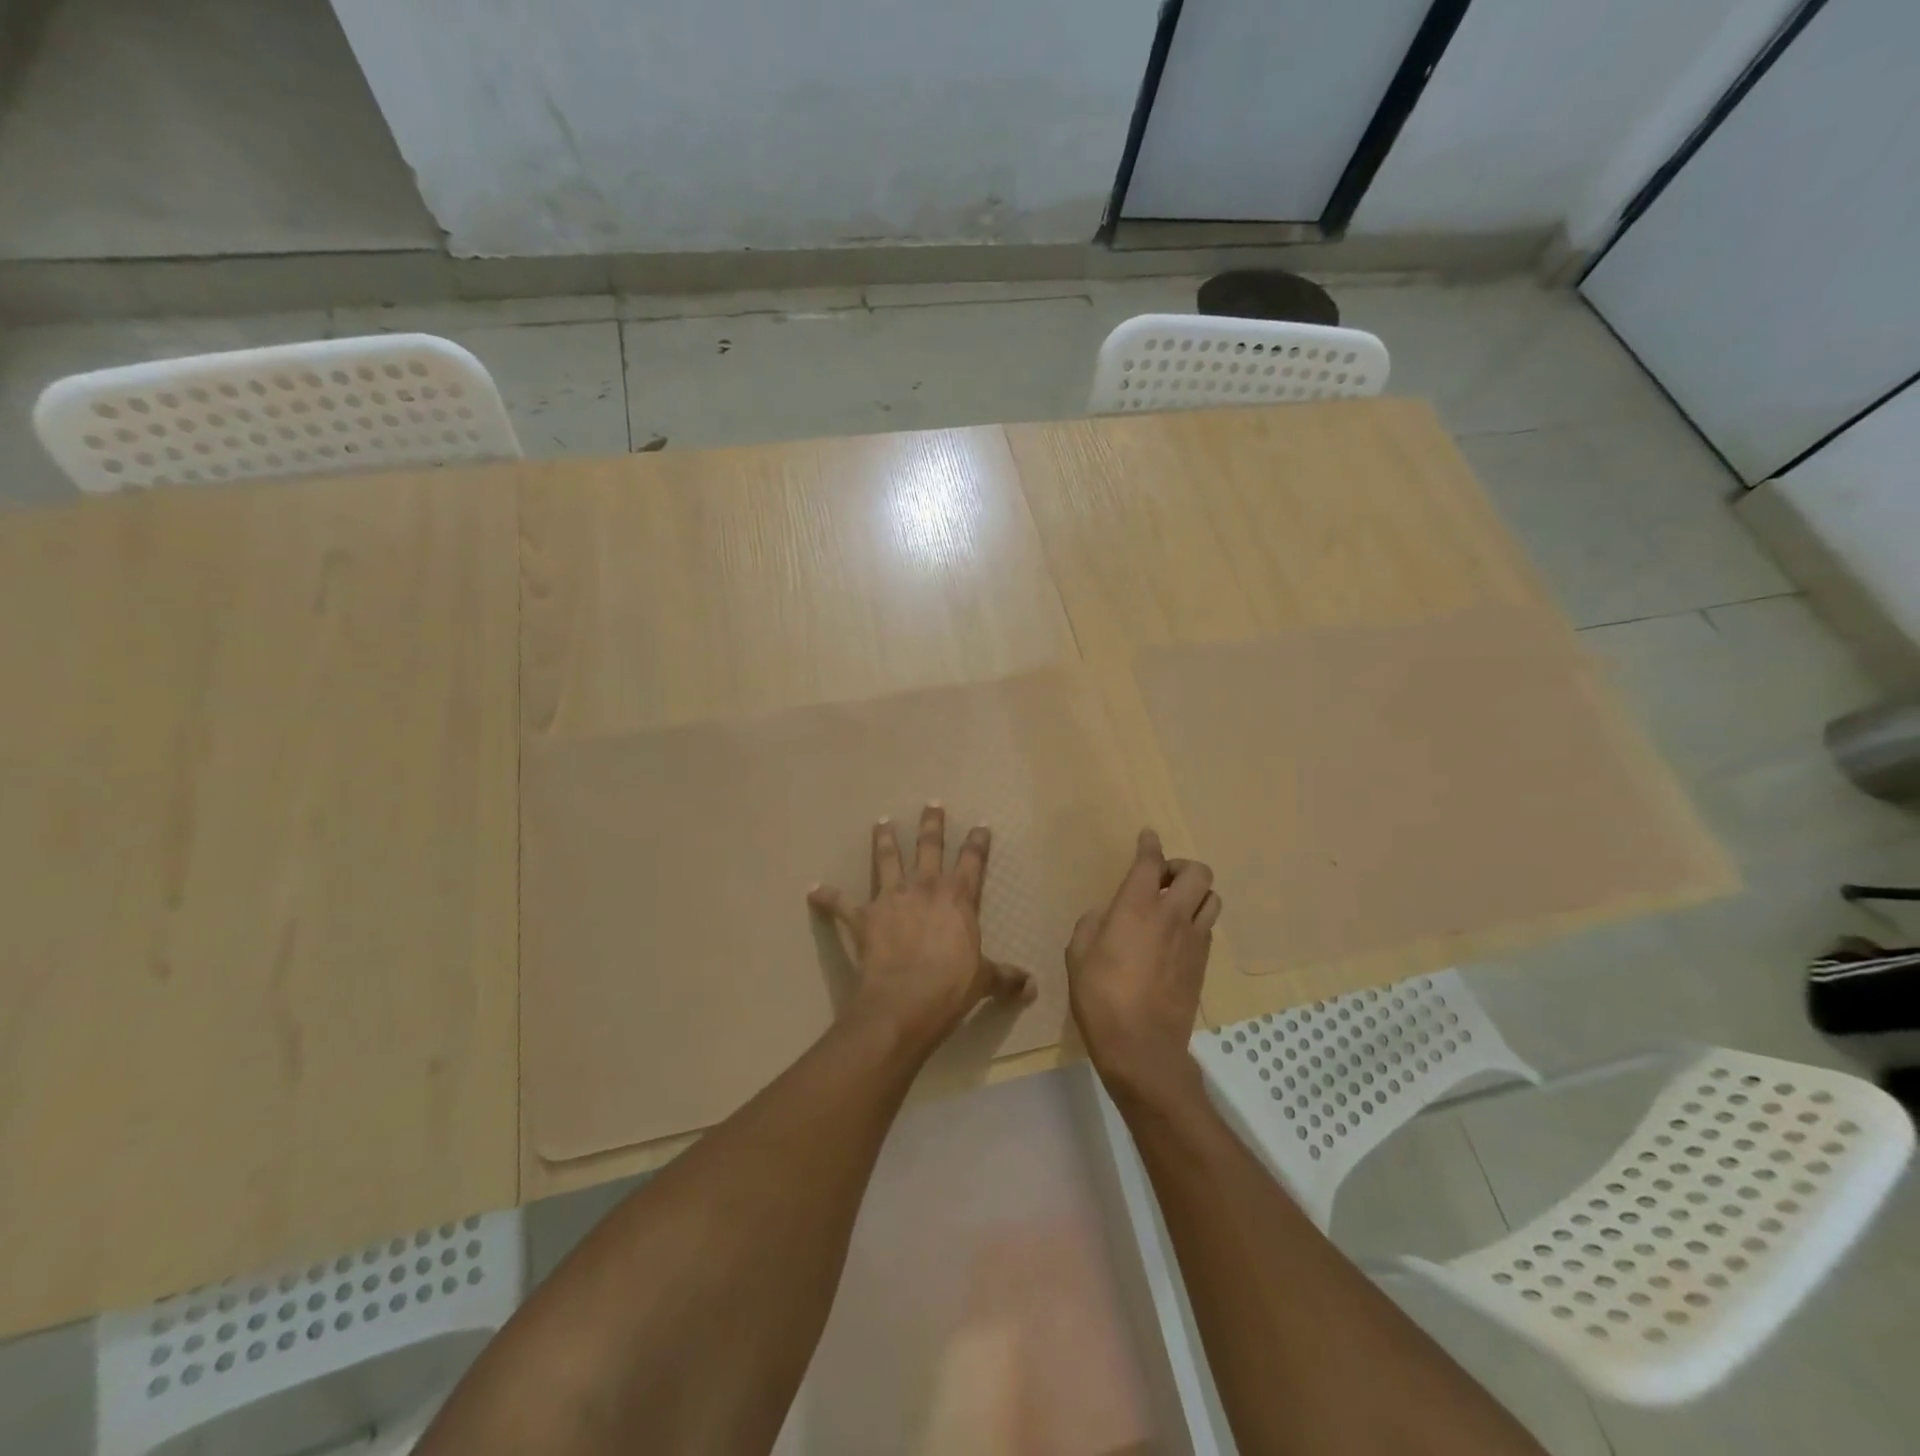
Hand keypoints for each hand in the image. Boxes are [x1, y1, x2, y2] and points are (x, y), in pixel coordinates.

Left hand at [808, 804, 1032, 1050]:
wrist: (905, 999)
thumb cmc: (951, 986)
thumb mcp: (983, 980)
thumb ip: (1005, 978)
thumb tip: (1032, 987)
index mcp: (958, 898)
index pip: (973, 861)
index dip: (977, 842)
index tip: (980, 825)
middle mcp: (925, 888)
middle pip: (929, 846)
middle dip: (932, 824)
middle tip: (931, 804)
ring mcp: (891, 898)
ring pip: (887, 859)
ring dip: (884, 840)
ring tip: (881, 822)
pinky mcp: (863, 916)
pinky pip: (841, 904)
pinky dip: (827, 897)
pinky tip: (814, 891)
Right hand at [1067, 828, 1220, 1106]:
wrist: (1142, 1048)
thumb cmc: (1100, 998)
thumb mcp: (1077, 956)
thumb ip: (1090, 925)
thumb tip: (1105, 916)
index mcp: (1136, 907)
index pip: (1150, 862)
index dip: (1150, 844)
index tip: (1148, 836)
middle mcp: (1172, 915)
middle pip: (1198, 873)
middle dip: (1181, 867)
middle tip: (1161, 880)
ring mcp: (1194, 940)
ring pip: (1212, 898)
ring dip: (1195, 894)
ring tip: (1174, 906)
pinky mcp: (1203, 964)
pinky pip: (1208, 927)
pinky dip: (1197, 921)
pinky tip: (1177, 937)